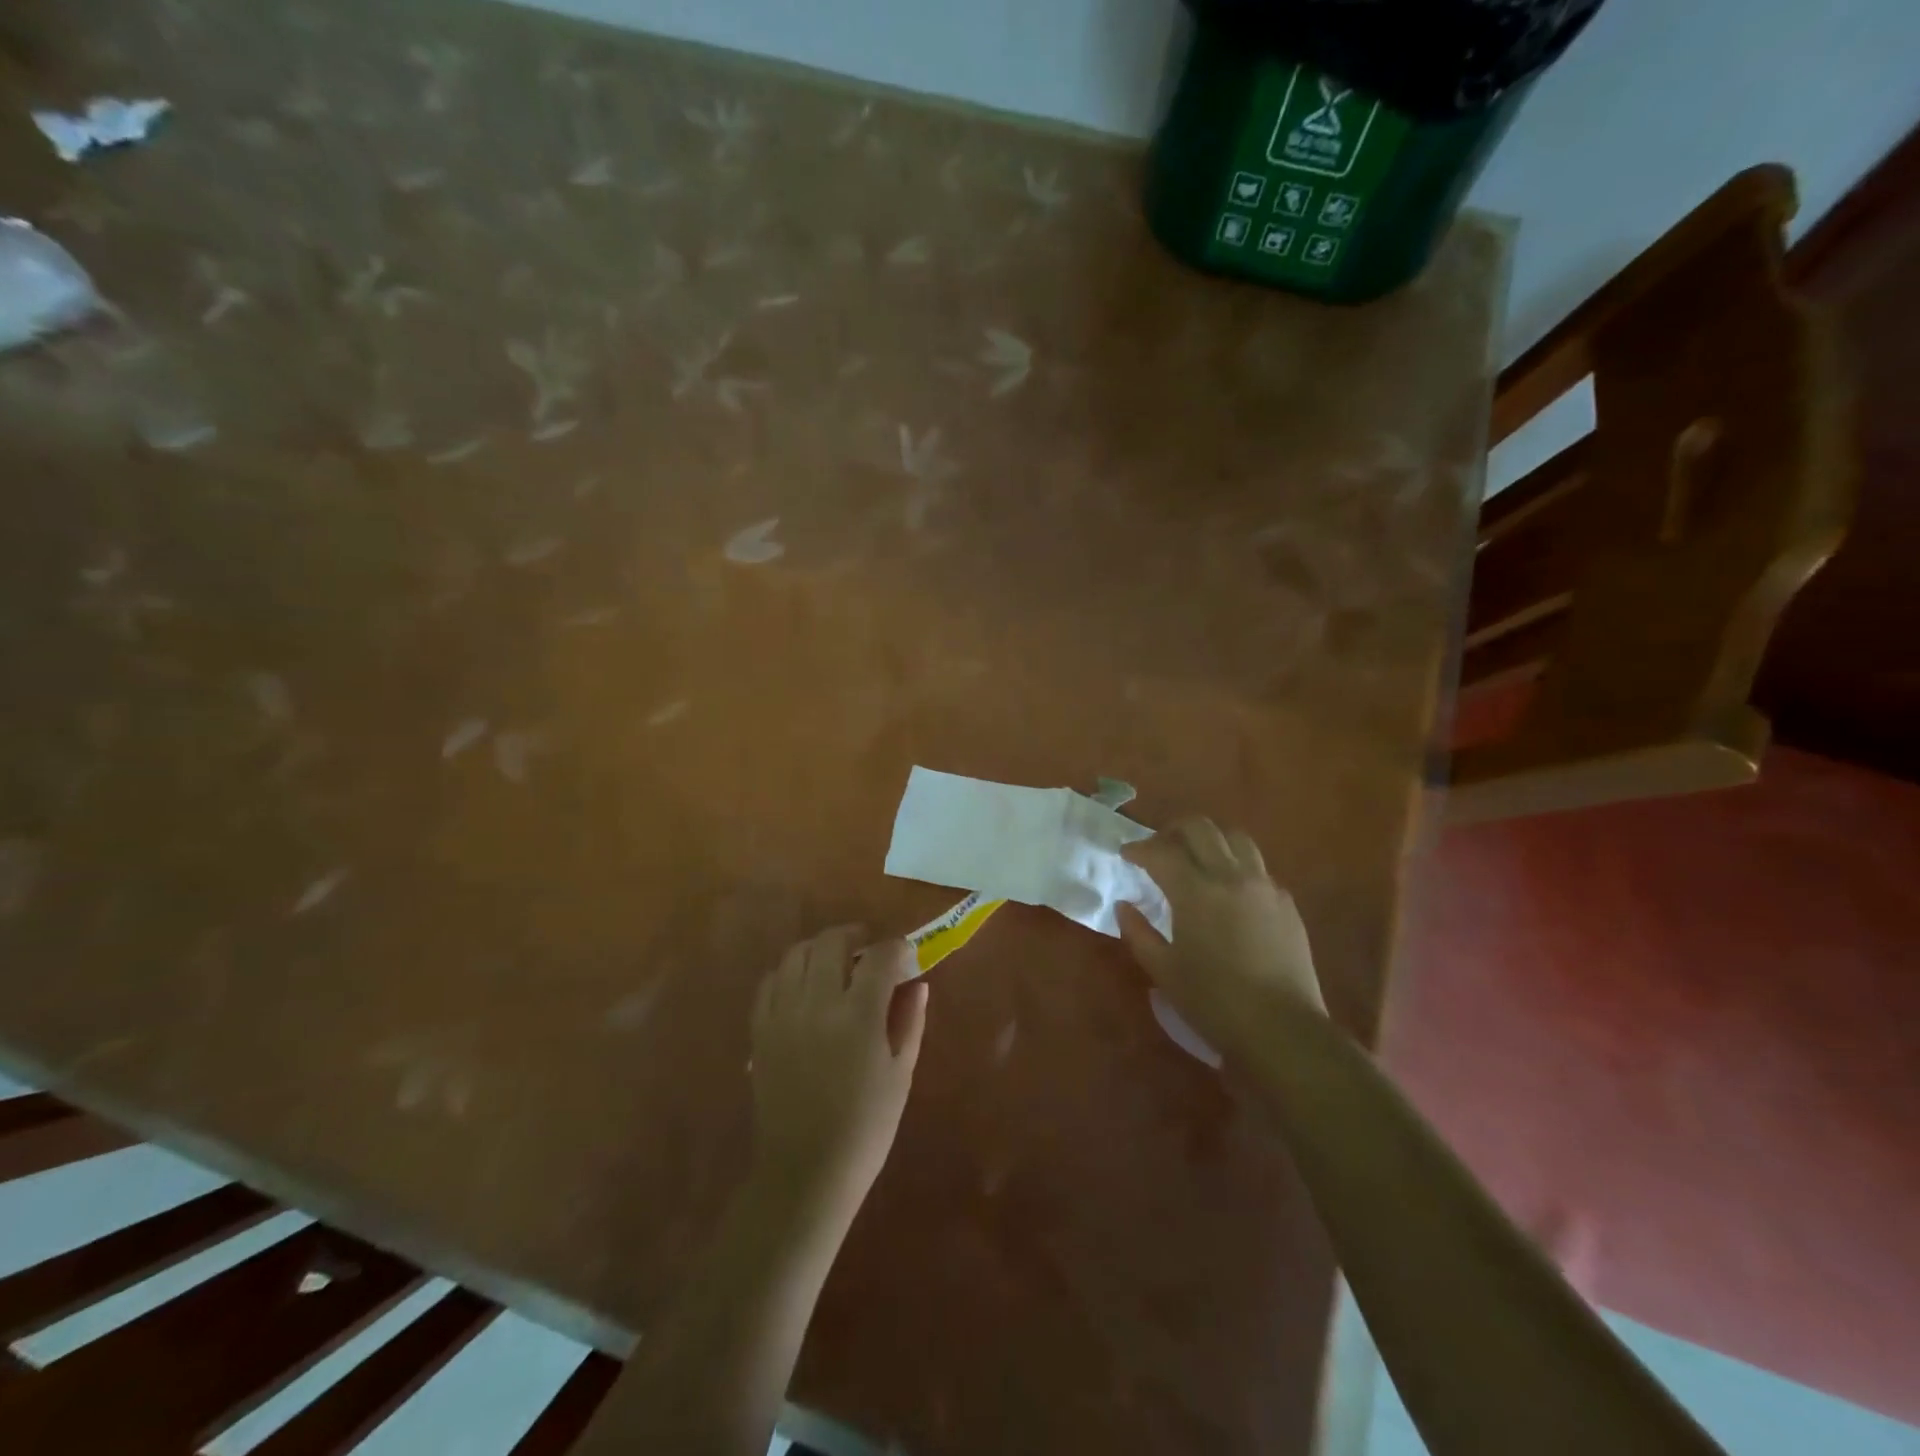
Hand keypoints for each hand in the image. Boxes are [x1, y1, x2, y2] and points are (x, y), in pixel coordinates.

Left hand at [749, 928, 927, 1227]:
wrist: (806, 1172)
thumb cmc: (866, 1127)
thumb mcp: (900, 1074)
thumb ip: (910, 1021)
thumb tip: (916, 983)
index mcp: (858, 1015)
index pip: (880, 955)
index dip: (896, 948)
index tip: (904, 956)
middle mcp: (817, 1003)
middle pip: (832, 941)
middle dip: (855, 936)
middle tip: (868, 951)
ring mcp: (782, 1014)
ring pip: (797, 953)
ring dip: (820, 949)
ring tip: (834, 963)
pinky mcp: (760, 1030)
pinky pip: (771, 981)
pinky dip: (790, 973)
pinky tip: (803, 988)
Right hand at [1116, 818, 1324, 1057]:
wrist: (1282, 1029)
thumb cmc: (1213, 1002)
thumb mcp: (1164, 970)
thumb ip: (1138, 932)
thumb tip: (1125, 905)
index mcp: (1196, 892)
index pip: (1161, 852)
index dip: (1139, 849)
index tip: (1127, 855)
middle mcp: (1231, 877)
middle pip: (1201, 829)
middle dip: (1174, 831)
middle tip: (1160, 848)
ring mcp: (1264, 886)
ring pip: (1236, 839)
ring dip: (1210, 841)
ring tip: (1197, 859)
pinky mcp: (1286, 903)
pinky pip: (1258, 868)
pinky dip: (1237, 867)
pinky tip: (1230, 892)